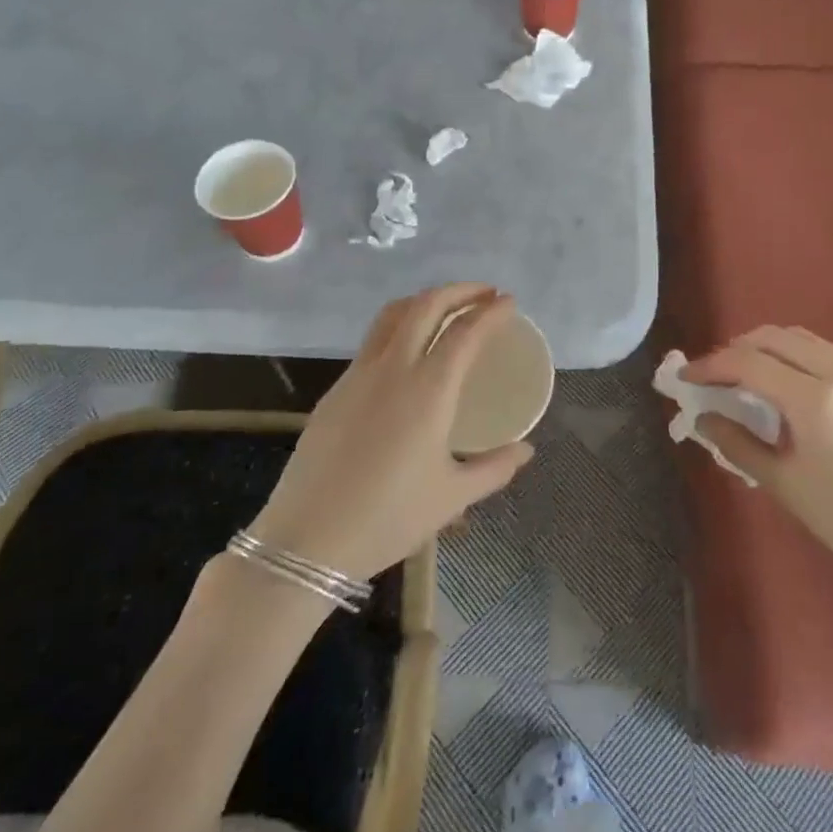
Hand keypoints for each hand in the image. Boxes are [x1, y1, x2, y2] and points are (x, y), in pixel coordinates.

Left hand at [249, 284, 534, 580]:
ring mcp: (358, 375)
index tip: (508, 302)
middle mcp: (393, 368)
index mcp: (428, 389)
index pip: (465, 332)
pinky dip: (399, 326)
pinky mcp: (335, 390)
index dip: (490, 312)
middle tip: (484, 294)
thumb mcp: (452, 497)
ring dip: (424, 301)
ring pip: (392, 315)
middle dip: (459, 291)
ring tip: (446, 309)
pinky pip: (372, 341)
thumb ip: (494, 468)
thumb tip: (526, 451)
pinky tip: (408, 352)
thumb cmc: (388, 518)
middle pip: (426, 306)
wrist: (306, 540)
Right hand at [682, 326, 832, 599]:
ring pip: (806, 340)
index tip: (687, 377)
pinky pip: (831, 356)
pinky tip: (792, 389)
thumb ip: (737, 444)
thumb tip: (701, 419)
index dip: (711, 366)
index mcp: (816, 401)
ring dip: (769, 349)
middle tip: (716, 376)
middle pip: (776, 337)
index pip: (749, 363)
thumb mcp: (785, 485)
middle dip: (738, 349)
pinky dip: (800, 360)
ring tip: (749, 377)